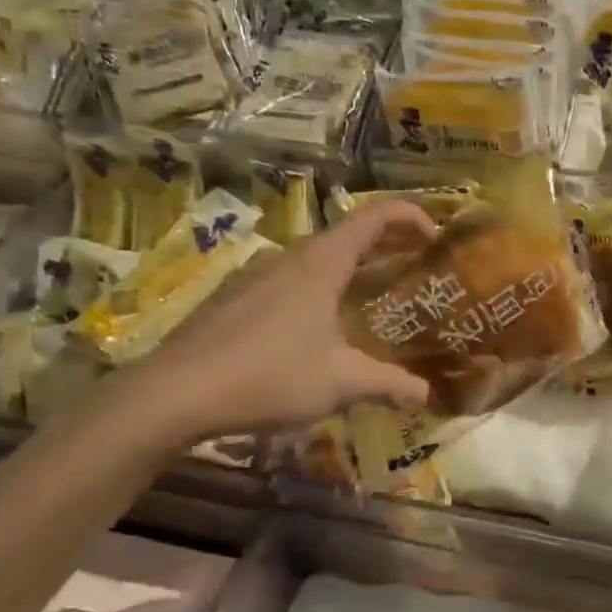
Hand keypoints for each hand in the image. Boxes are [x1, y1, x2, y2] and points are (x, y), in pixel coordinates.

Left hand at [108, 202, 436, 449]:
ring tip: (373, 296)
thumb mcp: (340, 382)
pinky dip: (319, 287)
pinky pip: (290, 279)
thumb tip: (426, 394)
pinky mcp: (235, 298)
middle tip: (416, 267)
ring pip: (316, 258)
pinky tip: (318, 325)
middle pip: (347, 234)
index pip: (374, 217)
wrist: (174, 392)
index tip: (436, 236)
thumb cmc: (269, 375)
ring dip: (351, 267)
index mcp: (321, 263)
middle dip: (387, 245)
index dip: (410, 216)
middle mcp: (290, 258)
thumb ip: (388, 384)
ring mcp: (257, 275)